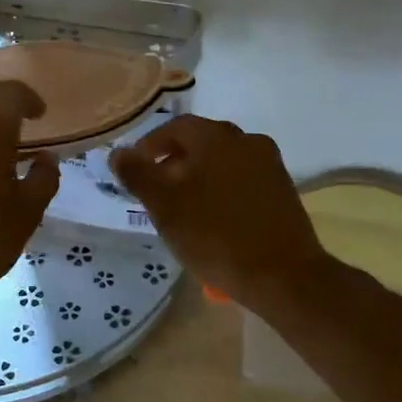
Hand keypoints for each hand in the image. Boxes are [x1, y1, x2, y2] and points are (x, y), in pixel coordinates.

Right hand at [109, 116, 329, 314]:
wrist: (282, 275)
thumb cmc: (215, 235)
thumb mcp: (164, 206)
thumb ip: (138, 174)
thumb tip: (118, 152)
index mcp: (217, 137)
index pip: (175, 127)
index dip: (150, 146)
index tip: (135, 170)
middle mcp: (247, 140)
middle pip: (201, 143)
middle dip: (174, 163)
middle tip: (156, 192)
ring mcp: (270, 165)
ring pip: (223, 162)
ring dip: (199, 178)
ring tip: (183, 209)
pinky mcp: (283, 190)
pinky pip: (243, 180)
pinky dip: (223, 191)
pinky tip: (215, 220)